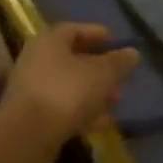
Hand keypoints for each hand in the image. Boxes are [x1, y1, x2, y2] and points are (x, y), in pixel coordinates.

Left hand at [0, 23, 141, 162]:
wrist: (29, 133)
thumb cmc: (67, 91)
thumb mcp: (103, 73)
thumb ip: (120, 62)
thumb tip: (133, 53)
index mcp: (50, 41)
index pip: (75, 29)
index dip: (97, 33)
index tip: (116, 42)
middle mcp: (37, 60)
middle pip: (73, 59)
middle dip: (100, 69)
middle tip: (120, 78)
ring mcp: (32, 88)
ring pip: (70, 85)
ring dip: (94, 92)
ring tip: (116, 102)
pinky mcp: (33, 115)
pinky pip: (63, 107)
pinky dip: (82, 111)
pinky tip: (101, 122)